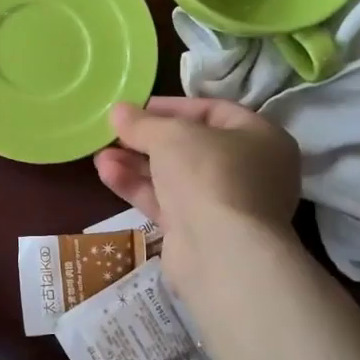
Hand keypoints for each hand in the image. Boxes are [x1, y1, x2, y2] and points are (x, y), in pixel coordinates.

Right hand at [94, 97, 302, 241]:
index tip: (135, 107)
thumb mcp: (171, 135)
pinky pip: (166, 202)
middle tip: (114, 132)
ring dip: (136, 163)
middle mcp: (248, 171)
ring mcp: (224, 204)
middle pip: (190, 146)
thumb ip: (142, 123)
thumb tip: (118, 112)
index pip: (213, 111)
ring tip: (99, 154)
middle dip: (147, 139)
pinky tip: (107, 173)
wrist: (220, 252)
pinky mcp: (199, 232)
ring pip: (174, 177)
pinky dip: (138, 187)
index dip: (172, 106)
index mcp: (260, 138)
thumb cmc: (209, 174)